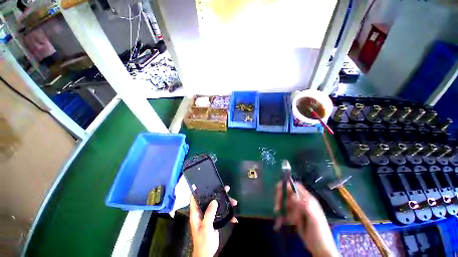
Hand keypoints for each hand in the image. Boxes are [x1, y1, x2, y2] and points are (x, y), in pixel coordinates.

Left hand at [190, 186, 237, 256]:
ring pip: (217, 204)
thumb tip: (214, 201)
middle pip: (209, 198)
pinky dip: (228, 214)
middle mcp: (202, 211)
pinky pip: (221, 212)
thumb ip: (209, 214)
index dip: (198, 190)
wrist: (207, 253)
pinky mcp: (214, 219)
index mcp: (196, 212)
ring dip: (226, 203)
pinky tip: (234, 217)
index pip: (195, 198)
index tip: (206, 183)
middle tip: (226, 189)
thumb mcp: (205, 227)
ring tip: (234, 202)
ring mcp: (209, 215)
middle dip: (218, 193)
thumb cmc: (203, 241)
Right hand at [274, 182, 338, 256]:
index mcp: (308, 199)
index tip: (277, 188)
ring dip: (280, 206)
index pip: (296, 187)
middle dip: (281, 197)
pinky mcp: (294, 217)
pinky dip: (282, 214)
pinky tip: (281, 220)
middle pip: (288, 193)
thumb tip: (293, 196)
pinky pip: (286, 211)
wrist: (321, 249)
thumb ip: (306, 206)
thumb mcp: (315, 219)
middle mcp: (302, 202)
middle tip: (276, 205)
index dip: (287, 185)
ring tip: (278, 213)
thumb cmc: (320, 233)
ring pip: (286, 202)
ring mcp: (298, 209)